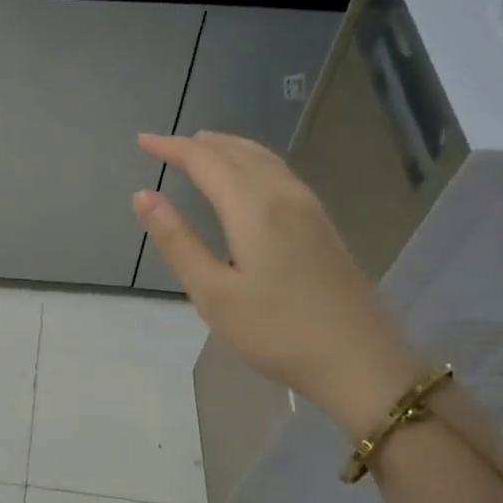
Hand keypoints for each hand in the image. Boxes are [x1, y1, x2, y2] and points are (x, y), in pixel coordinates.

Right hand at [134, 132, 424, 437]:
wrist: (359, 362)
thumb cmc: (276, 331)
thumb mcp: (212, 293)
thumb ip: (177, 241)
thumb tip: (143, 195)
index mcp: (253, 207)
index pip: (205, 160)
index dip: (171, 147)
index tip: (142, 141)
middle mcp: (284, 195)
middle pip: (237, 152)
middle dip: (198, 144)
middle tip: (165, 145)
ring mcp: (309, 209)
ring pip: (263, 159)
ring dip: (227, 148)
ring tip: (200, 149)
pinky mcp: (322, 225)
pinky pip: (279, 173)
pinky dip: (251, 162)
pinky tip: (246, 178)